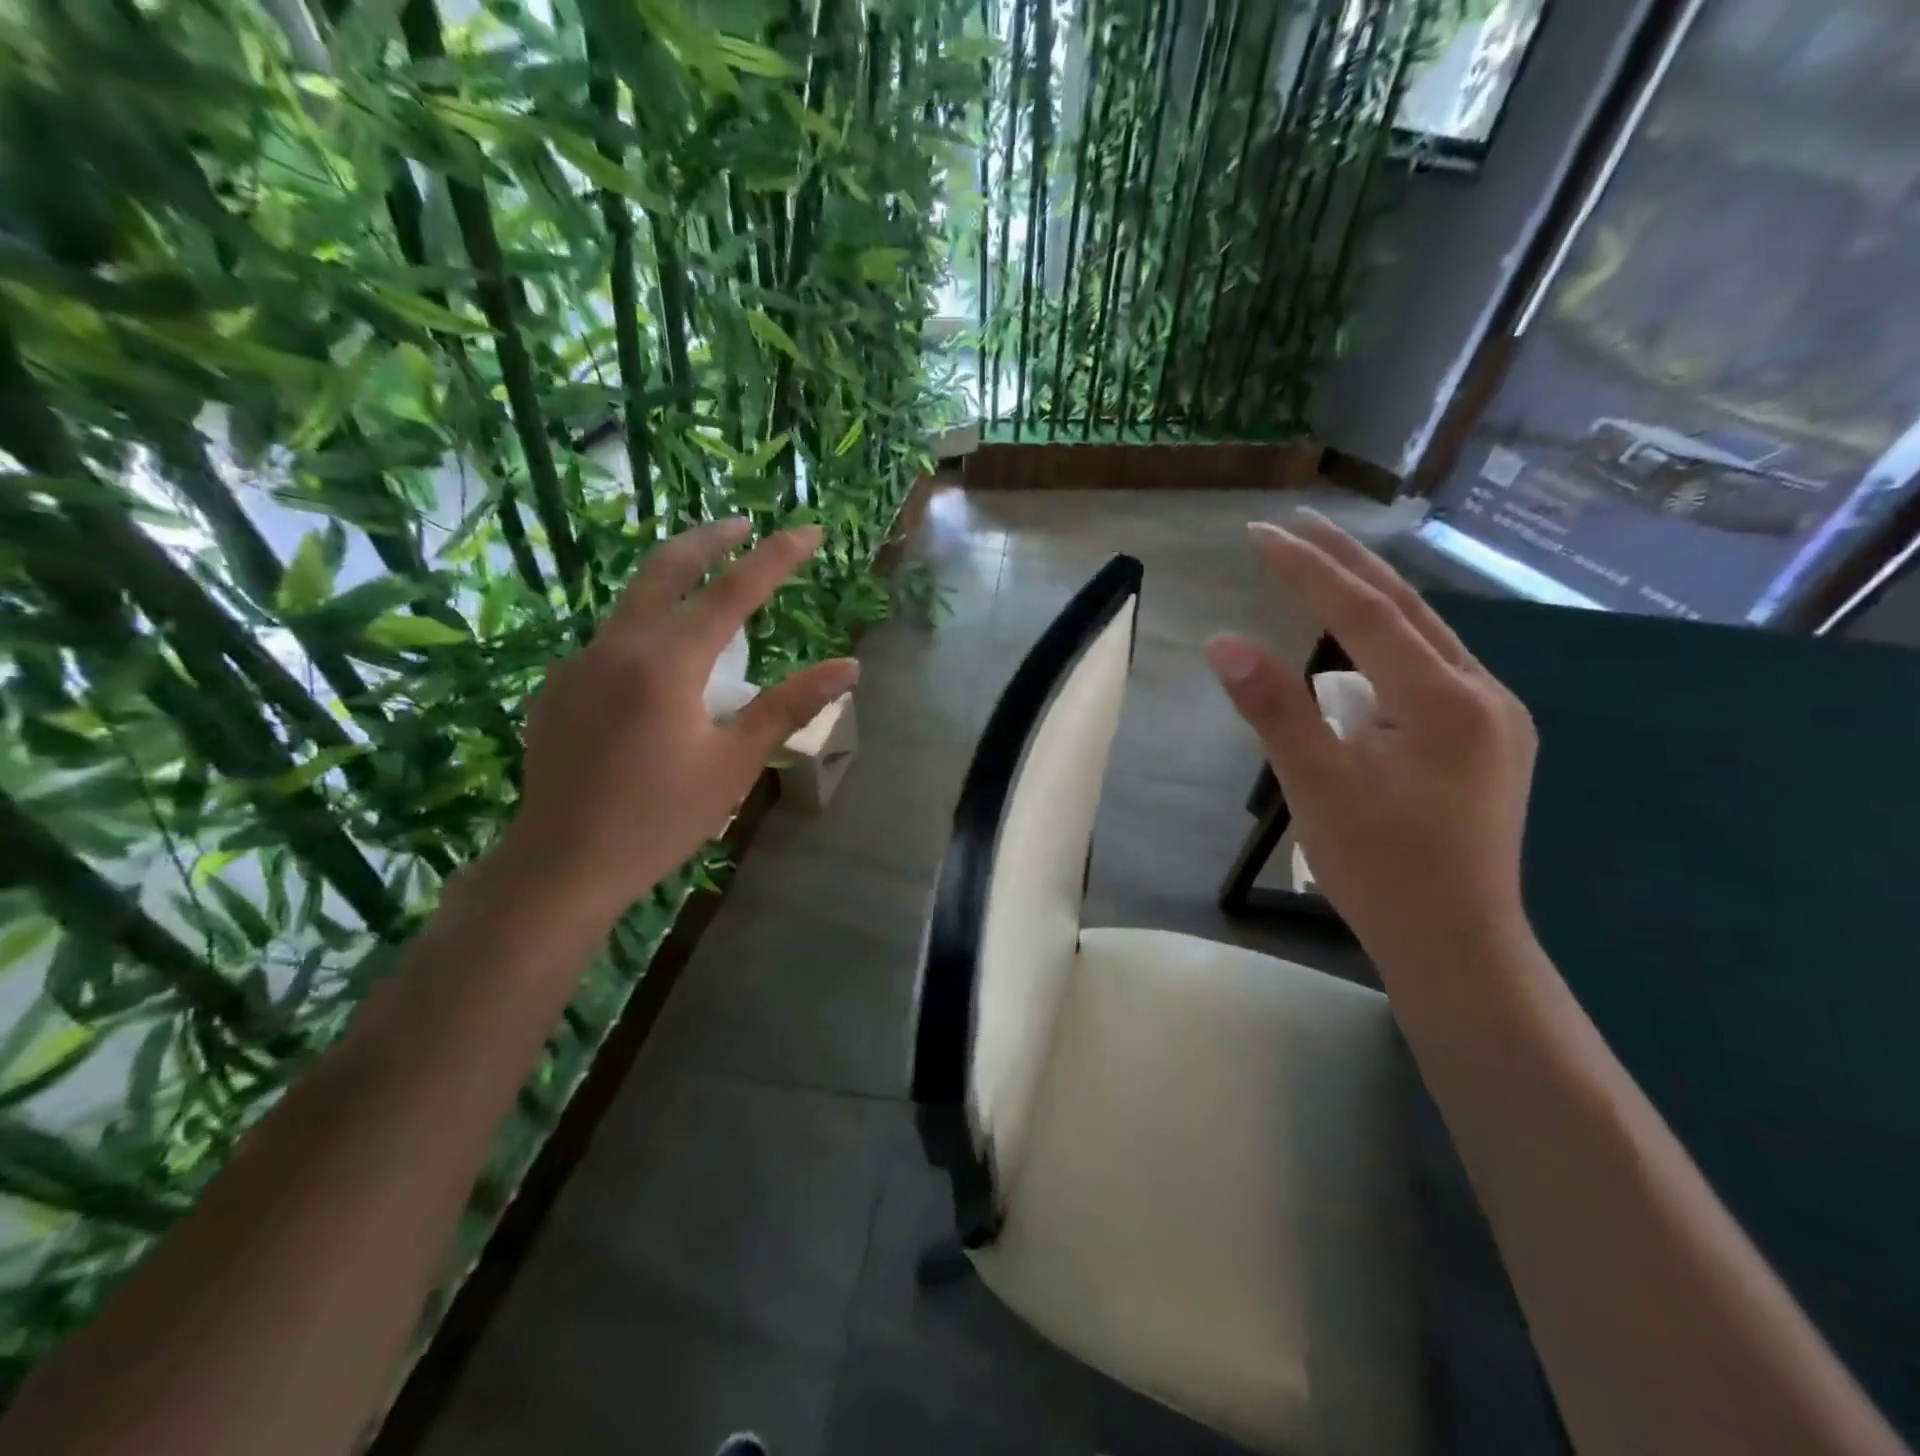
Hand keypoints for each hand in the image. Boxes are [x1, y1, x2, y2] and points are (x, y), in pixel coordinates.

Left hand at [497, 519, 857, 921]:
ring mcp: (578, 664)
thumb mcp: (735, 763)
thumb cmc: (660, 818)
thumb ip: (790, 705)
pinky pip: (610, 642)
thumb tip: (849, 666)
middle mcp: (617, 646)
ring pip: (633, 602)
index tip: (810, 530)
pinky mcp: (558, 688)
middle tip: (744, 525)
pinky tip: (661, 668)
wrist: (562, 866)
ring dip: (675, 582)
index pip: (732, 591)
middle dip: (709, 539)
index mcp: (666, 662)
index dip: (776, 557)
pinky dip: (647, 632)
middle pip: (665, 568)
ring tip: (710, 589)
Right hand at [1204, 512, 1536, 967]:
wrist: (1457, 946)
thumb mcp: (1316, 786)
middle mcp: (1483, 693)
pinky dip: (1388, 644)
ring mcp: (1495, 717)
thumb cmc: (1382, 869)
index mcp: (1444, 700)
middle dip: (1347, 562)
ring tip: (1321, 570)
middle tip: (1296, 522)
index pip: (1364, 613)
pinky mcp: (1488, 742)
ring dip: (1369, 600)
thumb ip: (1274, 708)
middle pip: (1406, 609)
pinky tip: (1363, 650)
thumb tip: (1223, 642)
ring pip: (1425, 637)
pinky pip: (1433, 670)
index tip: (1260, 533)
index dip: (1308, 569)